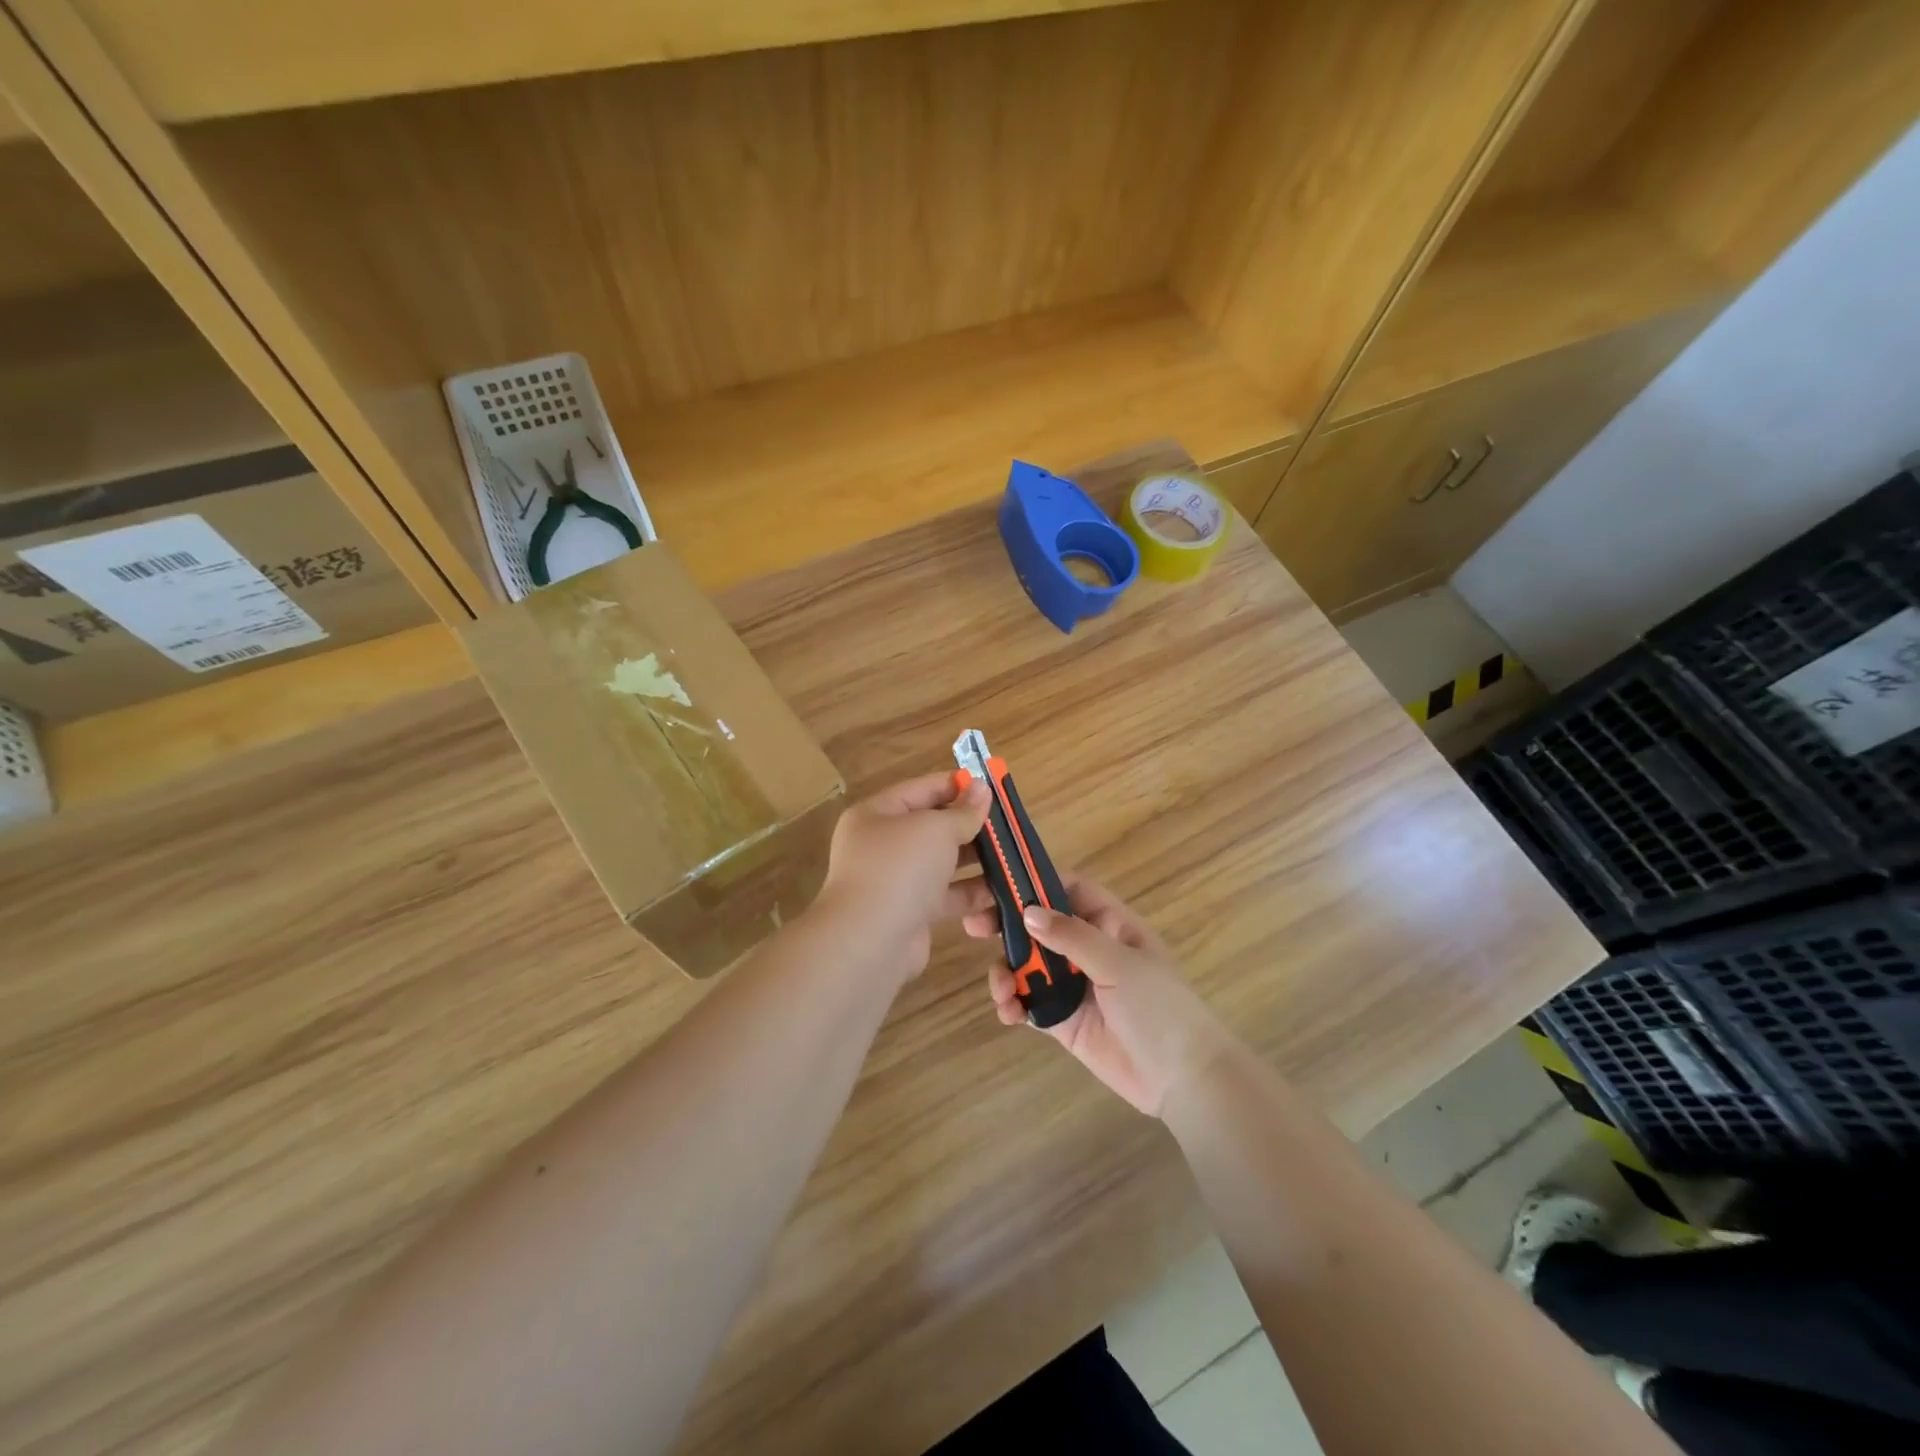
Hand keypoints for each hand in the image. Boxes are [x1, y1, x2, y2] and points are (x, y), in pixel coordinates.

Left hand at [813, 771, 992, 984]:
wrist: (870, 942)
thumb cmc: (900, 869)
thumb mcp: (936, 829)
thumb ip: (963, 811)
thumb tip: (981, 789)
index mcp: (877, 814)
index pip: (922, 789)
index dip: (957, 786)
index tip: (993, 788)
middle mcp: (883, 845)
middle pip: (934, 828)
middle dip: (972, 827)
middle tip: (1010, 827)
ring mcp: (896, 881)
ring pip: (943, 864)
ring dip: (977, 862)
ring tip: (1013, 858)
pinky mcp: (911, 913)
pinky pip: (946, 897)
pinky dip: (971, 895)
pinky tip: (1001, 894)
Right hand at [965, 877, 1230, 1115]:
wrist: (1182, 1078)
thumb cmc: (1159, 1008)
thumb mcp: (1118, 963)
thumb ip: (1072, 936)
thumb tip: (1028, 912)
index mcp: (1110, 924)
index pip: (1069, 889)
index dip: (1036, 881)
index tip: (1000, 883)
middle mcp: (1088, 949)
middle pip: (1039, 925)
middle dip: (1006, 924)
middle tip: (973, 926)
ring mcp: (1074, 985)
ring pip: (1028, 964)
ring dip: (1006, 970)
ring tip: (999, 988)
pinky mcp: (1063, 1020)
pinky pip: (1029, 1003)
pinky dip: (1012, 1003)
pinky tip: (1008, 1012)